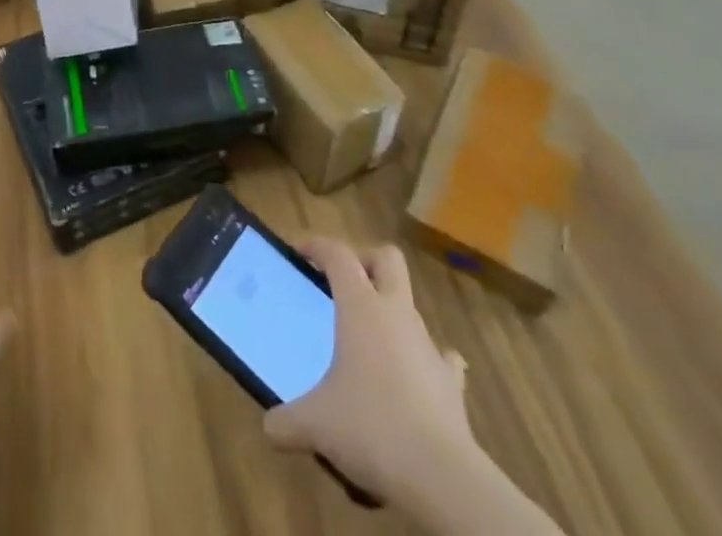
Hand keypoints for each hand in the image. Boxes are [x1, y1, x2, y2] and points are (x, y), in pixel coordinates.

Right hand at [264, 239, 473, 502]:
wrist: (442, 477)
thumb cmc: (371, 427)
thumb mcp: (316, 424)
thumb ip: (288, 421)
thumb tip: (269, 427)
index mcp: (361, 306)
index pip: (338, 254)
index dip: (317, 246)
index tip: (299, 251)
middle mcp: (396, 313)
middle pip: (387, 259)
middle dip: (365, 261)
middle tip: (343, 283)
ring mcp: (428, 345)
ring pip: (410, 307)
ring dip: (390, 314)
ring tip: (369, 343)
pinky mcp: (451, 381)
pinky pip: (440, 357)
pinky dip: (425, 360)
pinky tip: (414, 378)